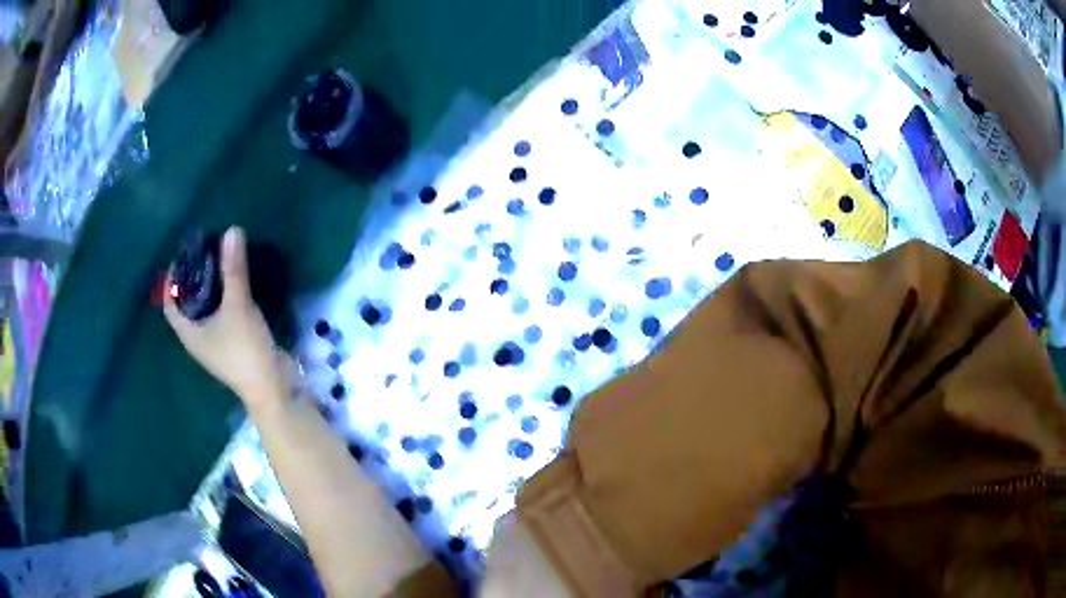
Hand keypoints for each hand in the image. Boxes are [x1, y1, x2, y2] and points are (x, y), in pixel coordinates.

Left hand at [164, 227, 292, 408]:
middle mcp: (197, 339)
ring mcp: (215, 345)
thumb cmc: (245, 349)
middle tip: (204, 254)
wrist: (273, 387)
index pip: (170, 303)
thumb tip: (231, 230)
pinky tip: (235, 287)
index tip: (184, 256)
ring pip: (205, 311)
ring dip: (209, 289)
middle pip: (187, 305)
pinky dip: (223, 300)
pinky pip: (220, 317)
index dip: (172, 279)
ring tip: (219, 264)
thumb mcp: (238, 306)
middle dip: (192, 280)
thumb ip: (234, 270)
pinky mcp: (232, 346)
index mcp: (189, 333)